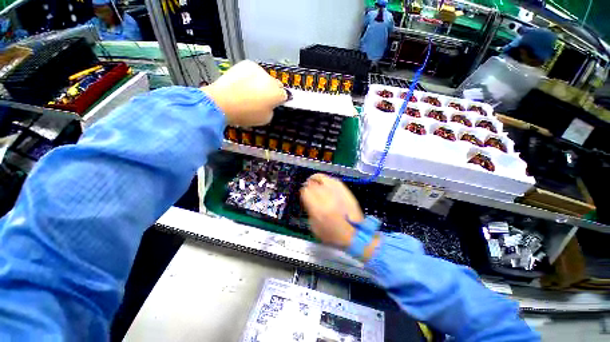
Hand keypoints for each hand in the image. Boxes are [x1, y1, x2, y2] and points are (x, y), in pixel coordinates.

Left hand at [202, 60, 286, 126]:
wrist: (221, 102)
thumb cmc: (245, 114)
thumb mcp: (265, 119)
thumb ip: (272, 109)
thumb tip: (270, 103)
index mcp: (277, 94)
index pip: (285, 95)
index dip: (280, 100)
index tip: (274, 104)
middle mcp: (270, 79)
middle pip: (276, 84)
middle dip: (272, 91)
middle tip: (262, 98)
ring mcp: (258, 70)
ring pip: (265, 77)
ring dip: (262, 83)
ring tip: (250, 91)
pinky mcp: (246, 64)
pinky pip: (254, 72)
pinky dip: (252, 77)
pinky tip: (243, 84)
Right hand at [300, 174, 363, 247]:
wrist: (354, 234)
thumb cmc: (332, 235)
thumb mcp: (314, 227)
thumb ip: (309, 211)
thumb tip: (308, 200)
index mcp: (318, 208)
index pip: (306, 192)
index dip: (303, 191)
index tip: (304, 193)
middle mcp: (327, 198)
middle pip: (314, 184)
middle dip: (309, 184)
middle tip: (308, 187)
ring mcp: (337, 193)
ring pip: (323, 179)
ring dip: (316, 179)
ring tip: (314, 180)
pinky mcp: (345, 191)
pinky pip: (334, 180)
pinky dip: (327, 180)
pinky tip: (325, 182)